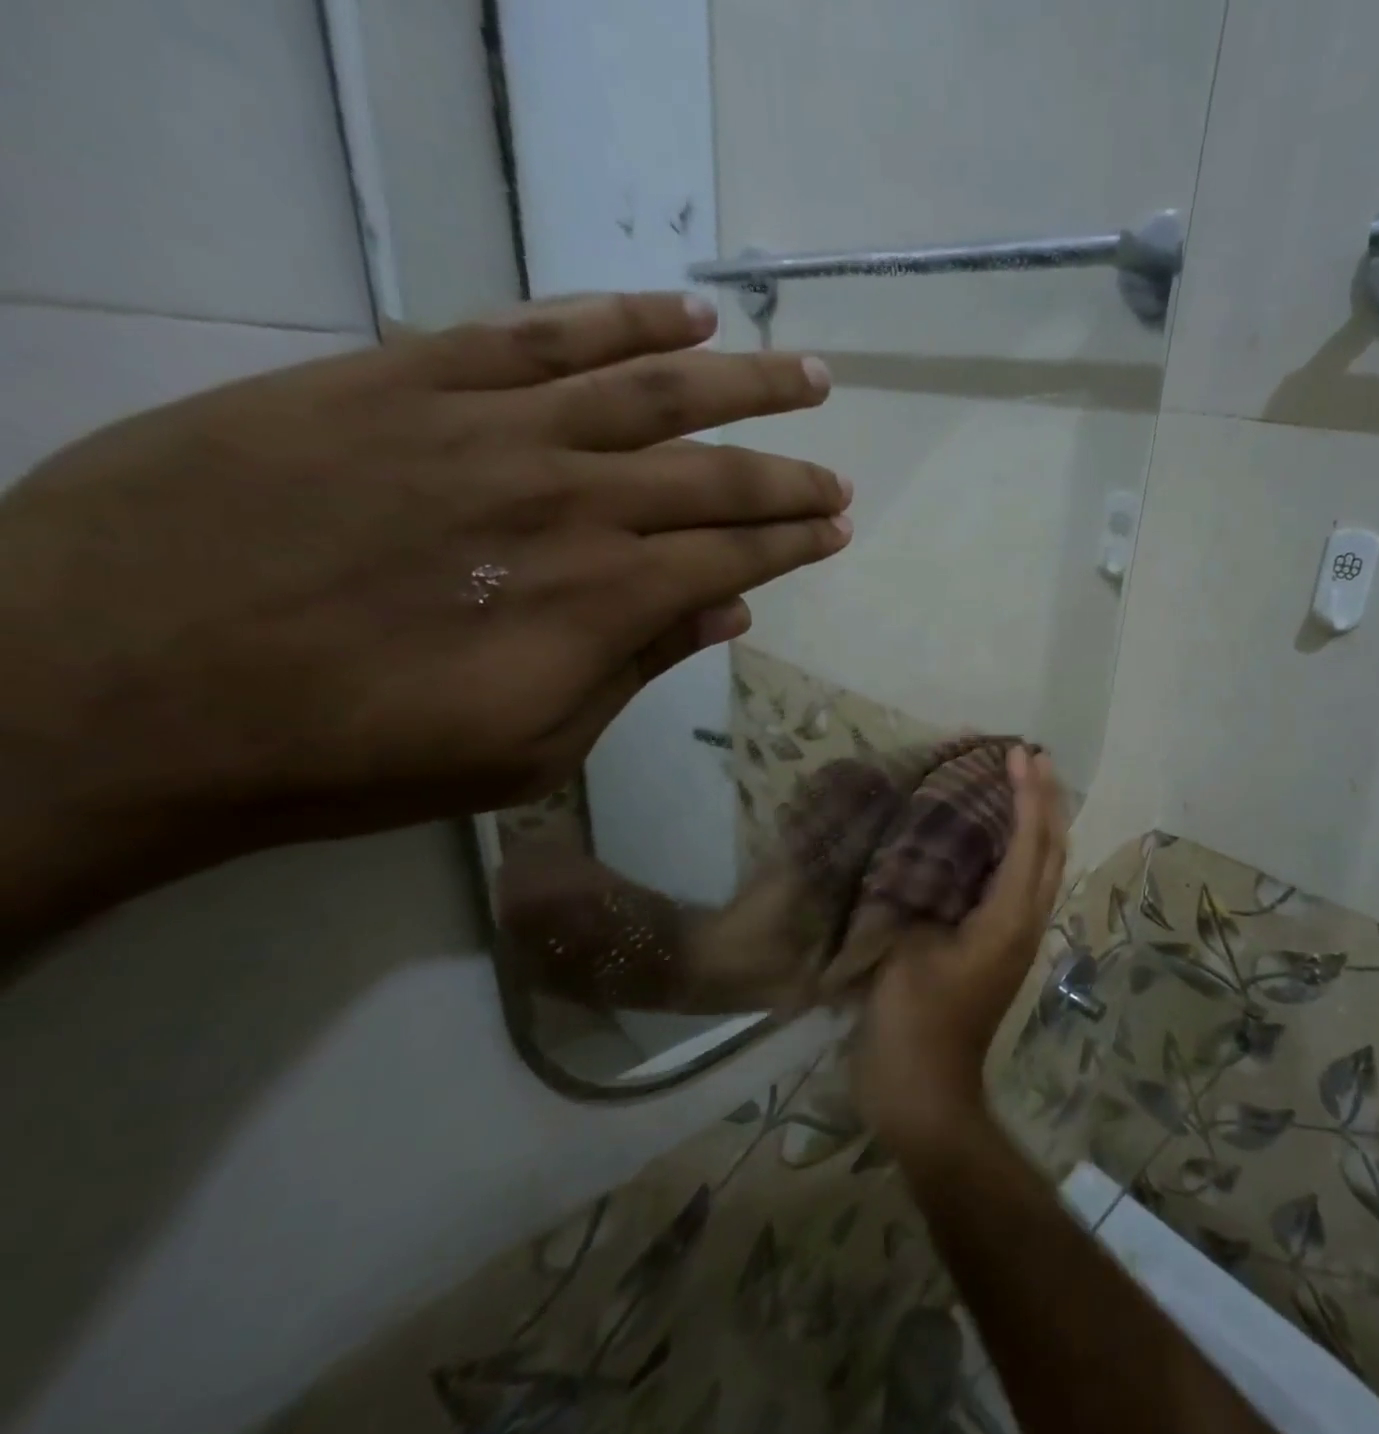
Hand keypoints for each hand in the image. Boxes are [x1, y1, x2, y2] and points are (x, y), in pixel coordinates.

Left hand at [0, 292, 848, 938]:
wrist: (112, 686)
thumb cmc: (350, 751)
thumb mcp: (526, 748)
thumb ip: (636, 665)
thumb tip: (728, 611)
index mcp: (603, 596)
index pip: (735, 555)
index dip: (796, 542)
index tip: (838, 530)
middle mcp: (570, 498)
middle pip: (715, 473)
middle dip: (791, 475)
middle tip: (840, 473)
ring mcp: (490, 427)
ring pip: (651, 387)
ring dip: (742, 381)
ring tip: (804, 371)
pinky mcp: (406, 378)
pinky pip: (539, 333)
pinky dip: (620, 318)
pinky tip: (682, 313)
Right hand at [853, 748, 1068, 1149]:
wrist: (924, 1096)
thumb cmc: (912, 1022)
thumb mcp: (905, 950)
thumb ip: (917, 896)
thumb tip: (920, 855)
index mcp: (1008, 920)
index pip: (1030, 843)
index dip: (1028, 794)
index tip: (1020, 752)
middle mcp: (1024, 923)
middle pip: (1051, 850)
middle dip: (1047, 800)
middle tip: (1032, 756)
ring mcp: (1015, 939)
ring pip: (1041, 867)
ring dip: (1037, 821)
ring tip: (1021, 783)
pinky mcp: (998, 949)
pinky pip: (1017, 883)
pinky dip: (1015, 848)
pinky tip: (990, 836)